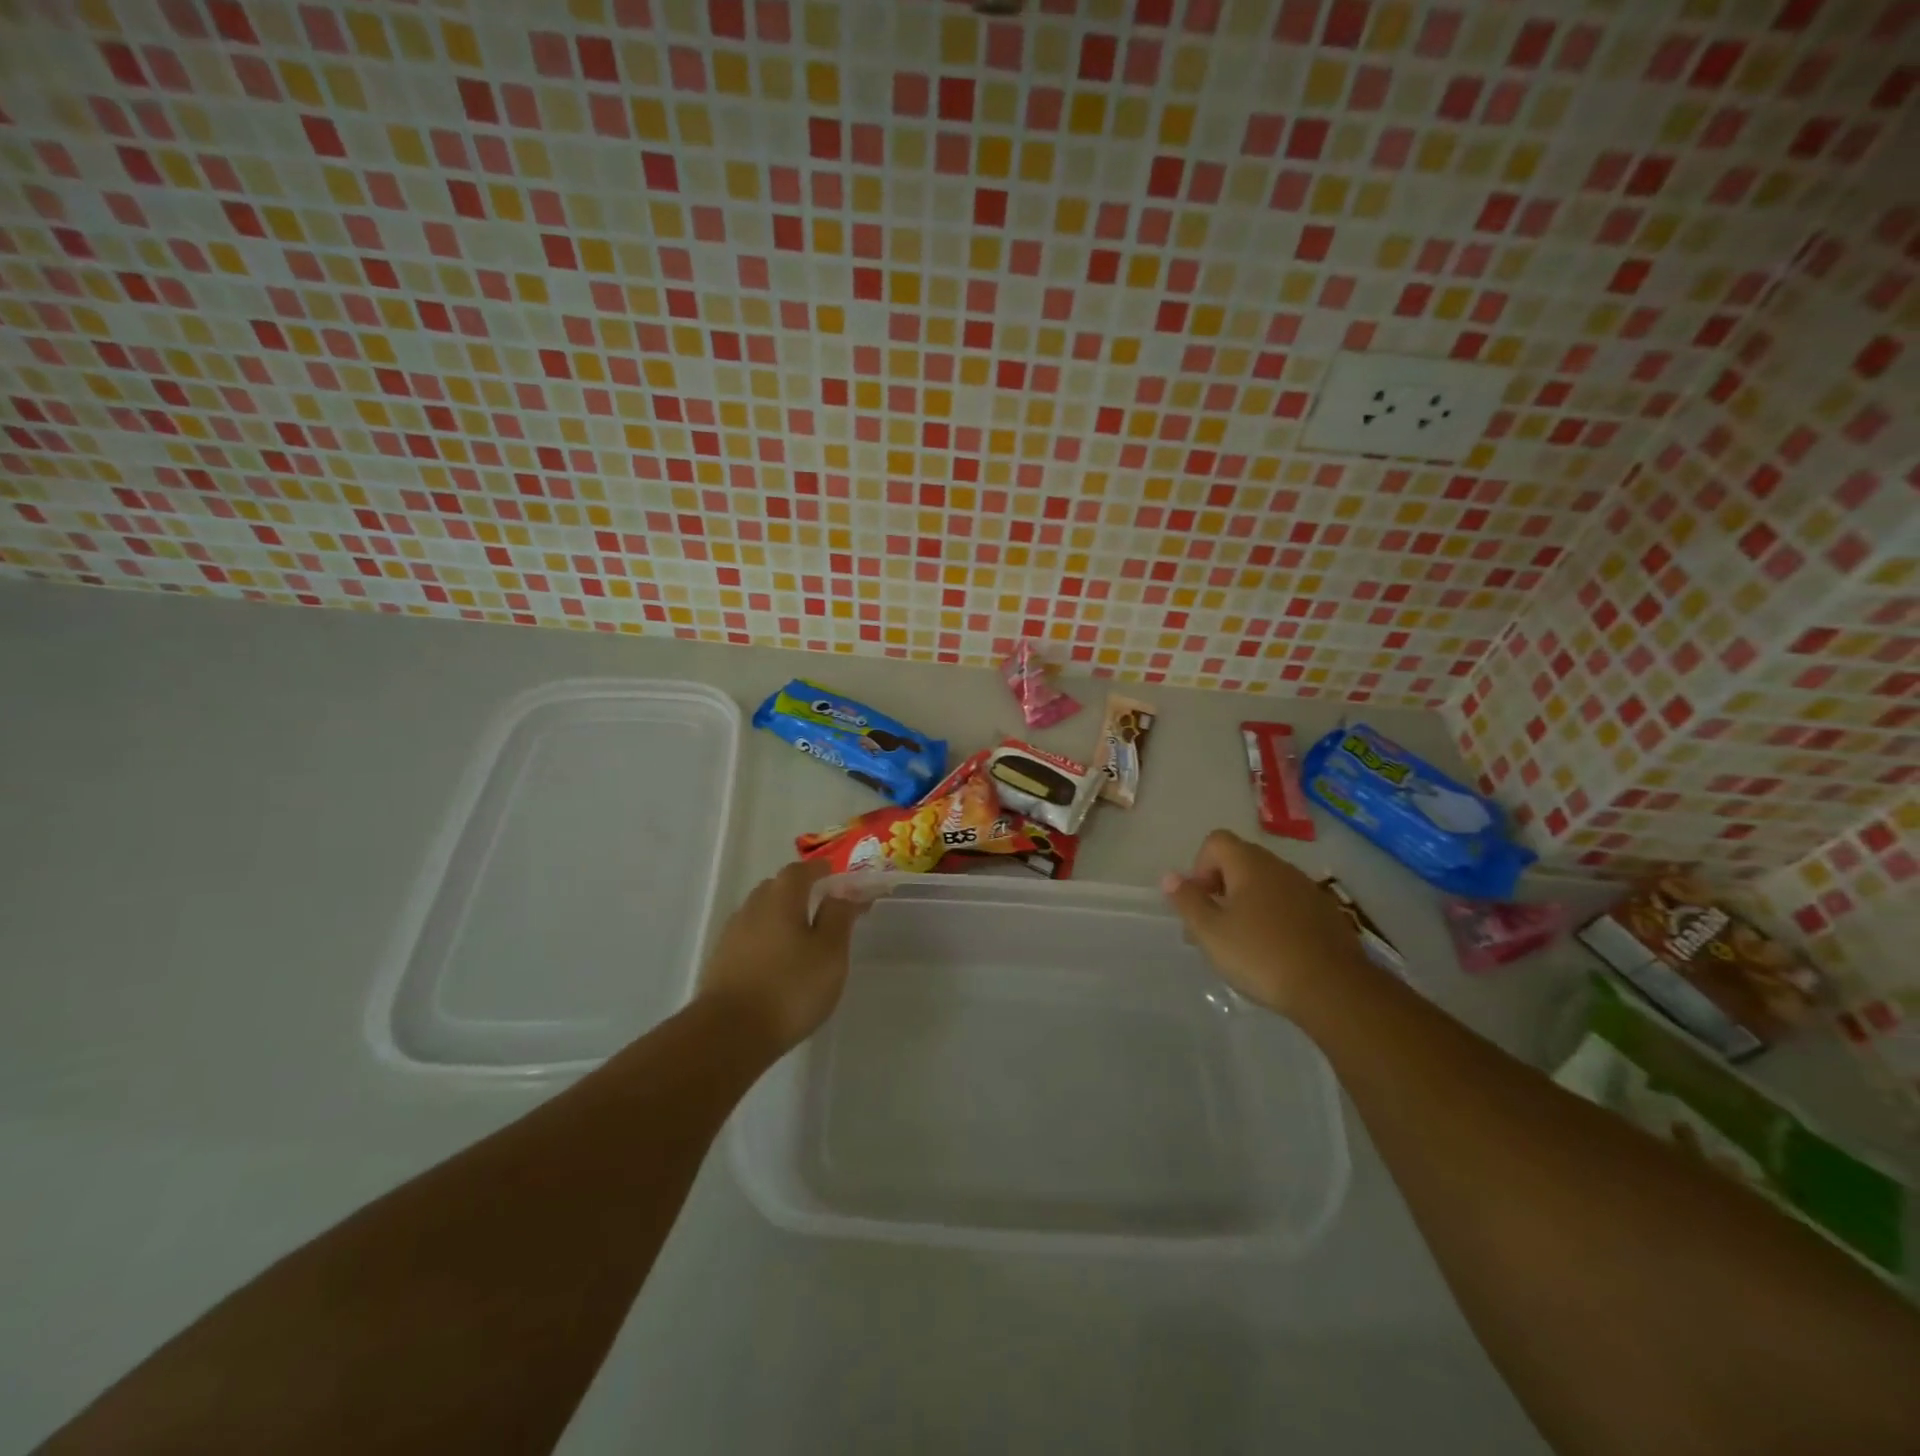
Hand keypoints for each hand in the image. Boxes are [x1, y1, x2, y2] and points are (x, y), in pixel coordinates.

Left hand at [696, 859, 865, 1054]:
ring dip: (780, 916)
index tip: (835, 876)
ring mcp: (732, 935)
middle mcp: (753, 907)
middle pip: (776, 888)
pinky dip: (766, 939)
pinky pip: (749, 937)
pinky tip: (777, 961)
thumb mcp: (830, 952)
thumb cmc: (790, 988)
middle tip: (821, 906)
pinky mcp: (720, 961)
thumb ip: (838, 917)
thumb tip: (842, 892)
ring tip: (801, 937)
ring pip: (760, 913)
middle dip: (799, 891)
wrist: (729, 1034)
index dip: (819, 870)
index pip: (800, 870)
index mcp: (781, 898)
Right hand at [1161, 829, 1372, 1017]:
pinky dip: (1275, 918)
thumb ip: (1187, 900)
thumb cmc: (1261, 955)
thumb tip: (1169, 876)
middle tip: (1213, 927)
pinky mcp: (1327, 914)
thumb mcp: (1210, 932)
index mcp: (1250, 864)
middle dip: (1221, 888)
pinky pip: (1290, 904)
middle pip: (1241, 861)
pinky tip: (1274, 952)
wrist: (1333, 989)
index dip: (1200, 867)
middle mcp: (1280, 867)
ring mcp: (1308, 889)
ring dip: (1248, 904)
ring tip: (1242, 944)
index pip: (1216, 842)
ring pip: (1266, 884)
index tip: (1201, 902)